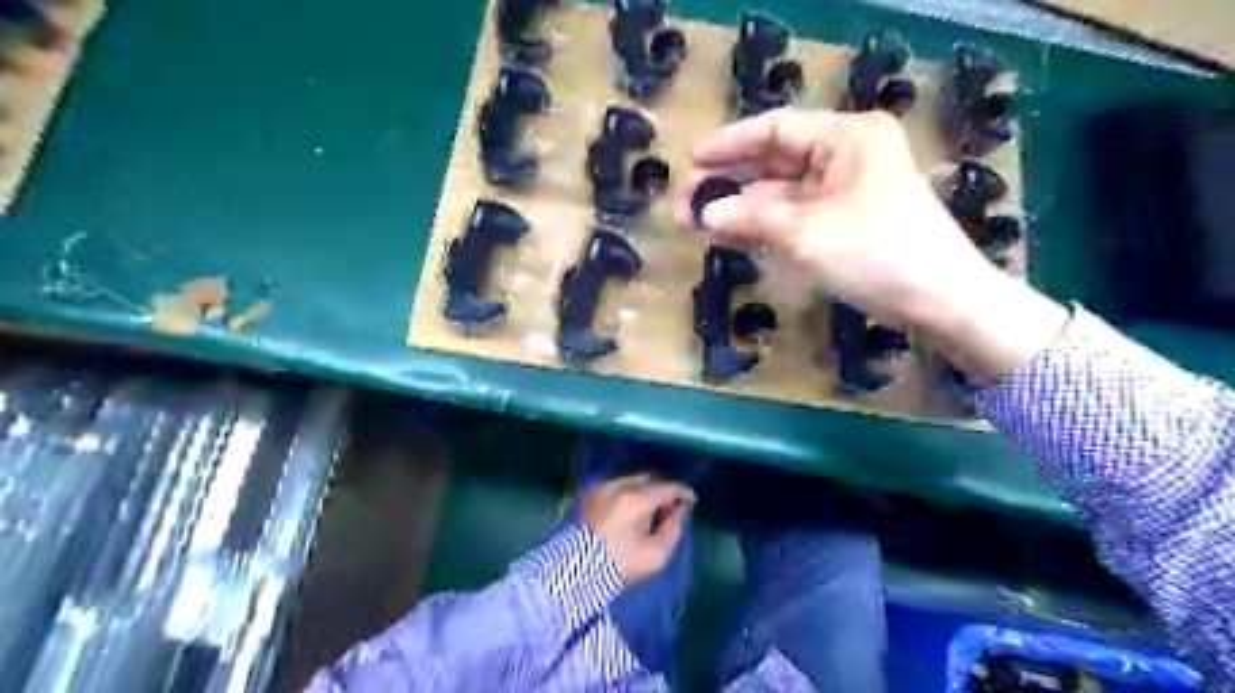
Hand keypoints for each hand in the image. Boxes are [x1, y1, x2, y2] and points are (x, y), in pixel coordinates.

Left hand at [581, 477, 692, 584]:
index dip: (683, 493)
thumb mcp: (655, 555)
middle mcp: (618, 485)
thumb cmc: (619, 565)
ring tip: (651, 509)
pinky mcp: (589, 495)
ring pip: (631, 481)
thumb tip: (681, 511)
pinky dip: (628, 493)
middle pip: (649, 480)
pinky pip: (616, 486)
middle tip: (671, 508)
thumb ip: (674, 529)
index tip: (692, 501)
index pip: (667, 487)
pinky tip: (631, 510)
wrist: (574, 572)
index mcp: (636, 498)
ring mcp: (601, 487)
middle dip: (663, 491)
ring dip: (645, 491)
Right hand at [680, 109, 1067, 378]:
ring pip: (781, 192)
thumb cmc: (877, 253)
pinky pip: (793, 216)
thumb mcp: (808, 233)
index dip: (731, 144)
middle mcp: (845, 155)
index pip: (777, 129)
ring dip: (742, 207)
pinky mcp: (843, 221)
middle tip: (687, 203)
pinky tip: (731, 234)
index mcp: (847, 137)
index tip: (692, 161)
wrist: (939, 301)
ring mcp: (844, 190)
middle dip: (730, 181)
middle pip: (775, 161)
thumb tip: (705, 212)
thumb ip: (752, 216)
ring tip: (698, 223)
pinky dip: (763, 225)